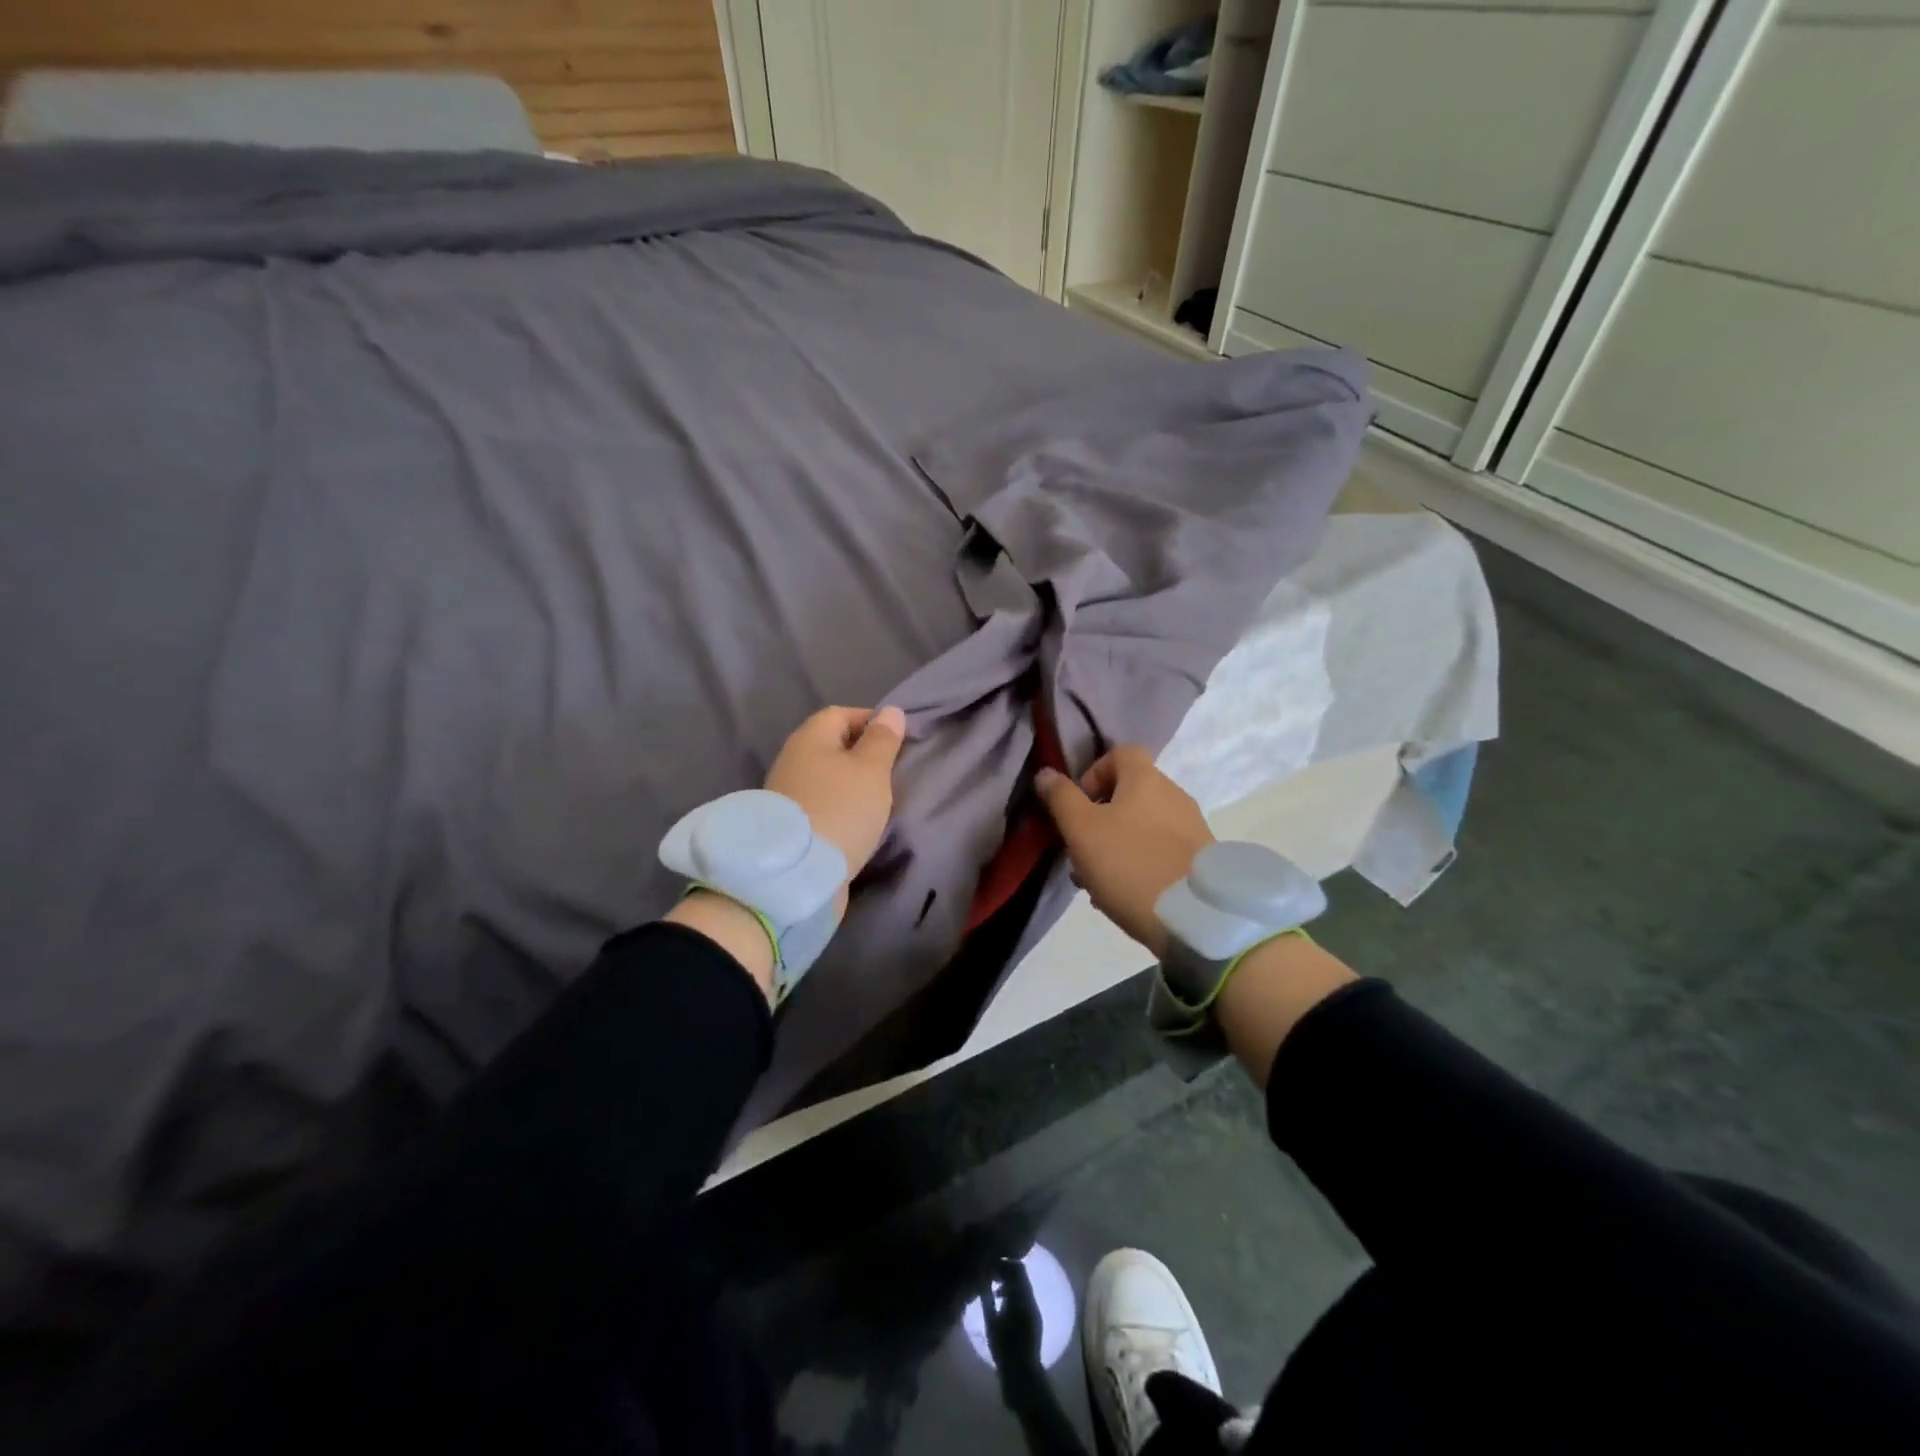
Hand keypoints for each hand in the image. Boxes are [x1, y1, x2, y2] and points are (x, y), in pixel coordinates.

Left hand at [765, 705, 907, 898]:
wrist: (797, 873)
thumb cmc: (840, 809)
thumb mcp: (871, 770)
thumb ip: (883, 740)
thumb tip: (890, 711)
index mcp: (810, 738)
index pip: (842, 714)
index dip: (871, 722)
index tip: (898, 742)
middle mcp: (793, 759)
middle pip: (832, 746)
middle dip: (862, 755)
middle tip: (892, 772)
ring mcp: (787, 793)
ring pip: (827, 777)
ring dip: (851, 784)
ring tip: (878, 799)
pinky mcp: (790, 824)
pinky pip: (821, 803)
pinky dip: (840, 807)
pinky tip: (857, 822)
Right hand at [980, 1256, 1043, 1373]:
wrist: (1022, 1373)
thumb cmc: (1003, 1348)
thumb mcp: (991, 1322)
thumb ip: (987, 1297)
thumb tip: (981, 1278)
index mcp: (1021, 1297)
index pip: (1016, 1268)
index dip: (1003, 1264)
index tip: (990, 1265)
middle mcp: (1030, 1299)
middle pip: (1020, 1274)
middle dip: (1006, 1271)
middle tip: (990, 1275)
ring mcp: (1034, 1308)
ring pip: (1022, 1285)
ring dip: (1009, 1283)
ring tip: (994, 1290)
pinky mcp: (1035, 1318)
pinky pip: (1025, 1297)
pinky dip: (1014, 1294)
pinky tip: (1002, 1303)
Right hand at [1035, 746, 1212, 959]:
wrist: (1194, 917)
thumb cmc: (1130, 863)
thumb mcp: (1081, 830)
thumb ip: (1061, 798)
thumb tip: (1045, 773)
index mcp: (1146, 779)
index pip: (1120, 754)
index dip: (1093, 773)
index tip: (1077, 805)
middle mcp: (1174, 795)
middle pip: (1129, 794)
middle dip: (1099, 819)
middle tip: (1080, 851)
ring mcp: (1192, 828)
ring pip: (1142, 827)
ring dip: (1115, 845)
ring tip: (1096, 882)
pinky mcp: (1200, 860)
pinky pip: (1160, 851)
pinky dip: (1139, 864)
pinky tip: (1124, 894)